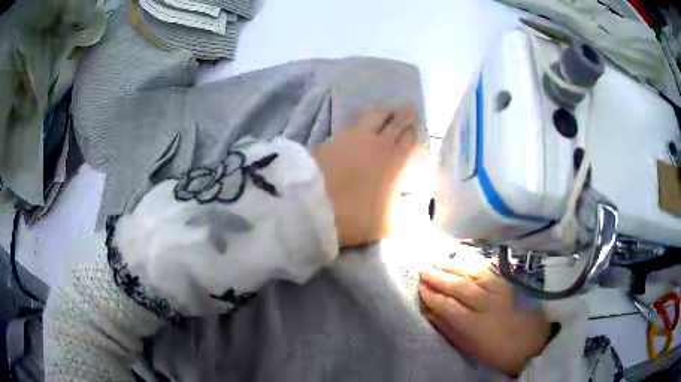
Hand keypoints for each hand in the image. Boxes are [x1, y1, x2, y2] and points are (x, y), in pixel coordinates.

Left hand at [312, 106, 419, 246]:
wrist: (312, 205)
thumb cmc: (355, 217)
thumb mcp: (388, 224)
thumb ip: (404, 211)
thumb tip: (411, 201)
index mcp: (396, 161)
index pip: (411, 139)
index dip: (416, 131)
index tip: (418, 127)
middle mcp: (378, 142)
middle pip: (396, 120)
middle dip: (405, 114)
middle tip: (410, 110)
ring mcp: (353, 136)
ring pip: (373, 115)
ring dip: (384, 112)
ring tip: (387, 112)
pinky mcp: (332, 137)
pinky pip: (352, 123)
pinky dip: (361, 122)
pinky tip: (361, 126)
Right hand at [419, 256, 551, 375]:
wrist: (534, 341)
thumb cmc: (499, 351)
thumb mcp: (471, 348)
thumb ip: (449, 329)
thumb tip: (429, 313)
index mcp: (477, 326)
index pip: (449, 306)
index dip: (432, 296)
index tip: (419, 288)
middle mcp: (489, 304)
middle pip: (460, 286)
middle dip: (439, 277)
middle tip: (422, 270)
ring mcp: (502, 290)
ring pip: (474, 274)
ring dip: (453, 266)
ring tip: (437, 262)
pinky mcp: (511, 282)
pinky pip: (489, 268)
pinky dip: (473, 262)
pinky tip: (462, 259)